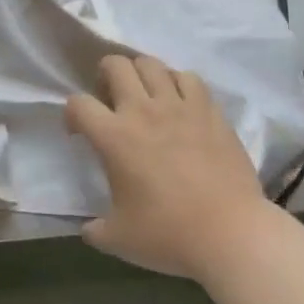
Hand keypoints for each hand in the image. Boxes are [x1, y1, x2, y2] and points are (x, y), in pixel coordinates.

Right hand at [64, 55, 267, 281]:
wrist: (232, 235)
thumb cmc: (170, 236)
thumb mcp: (120, 240)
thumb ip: (96, 229)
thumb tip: (88, 229)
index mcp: (113, 137)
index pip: (78, 103)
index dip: (72, 114)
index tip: (79, 132)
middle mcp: (142, 110)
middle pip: (115, 64)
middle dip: (105, 75)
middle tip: (111, 99)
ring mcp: (179, 106)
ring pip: (152, 64)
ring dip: (141, 74)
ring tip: (145, 95)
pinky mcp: (209, 111)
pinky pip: (189, 78)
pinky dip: (178, 83)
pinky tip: (180, 102)